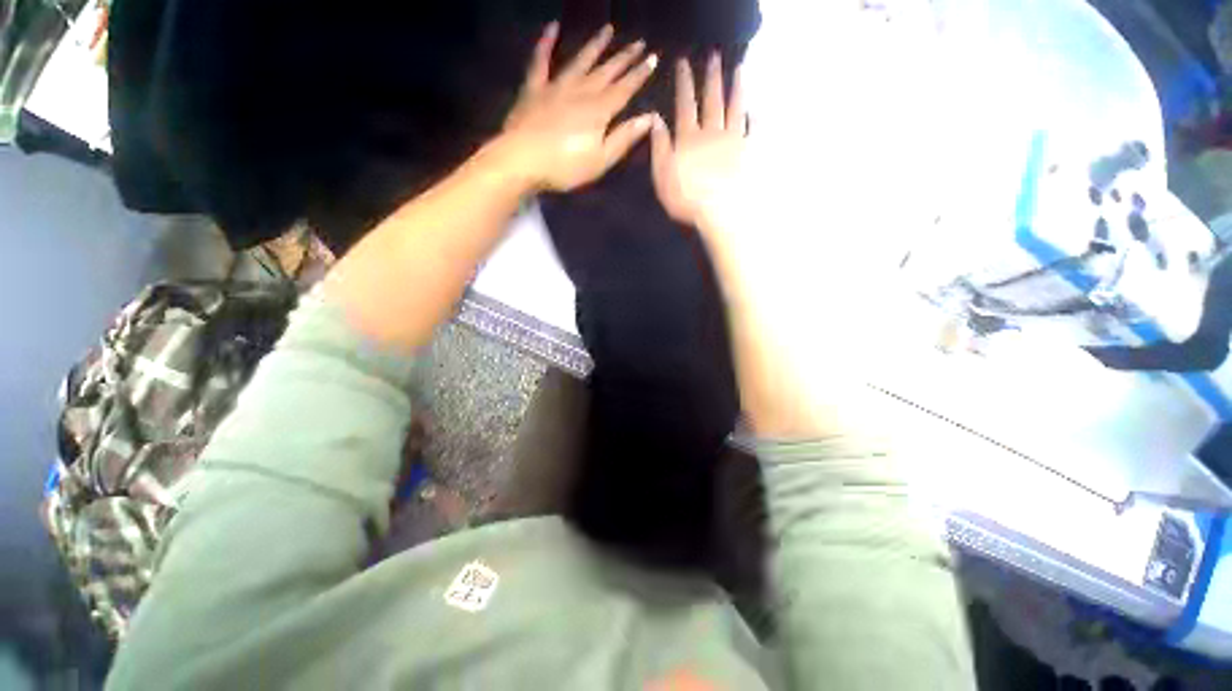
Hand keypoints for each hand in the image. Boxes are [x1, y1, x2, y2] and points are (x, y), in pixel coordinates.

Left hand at [501, 23, 658, 191]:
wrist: (522, 160)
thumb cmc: (565, 167)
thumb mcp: (600, 160)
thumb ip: (623, 139)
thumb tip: (648, 119)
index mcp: (599, 111)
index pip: (624, 89)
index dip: (639, 74)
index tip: (653, 59)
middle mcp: (581, 91)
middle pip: (606, 71)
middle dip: (624, 58)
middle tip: (639, 42)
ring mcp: (556, 87)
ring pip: (580, 61)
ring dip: (595, 46)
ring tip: (608, 30)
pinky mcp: (534, 89)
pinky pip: (540, 61)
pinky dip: (546, 43)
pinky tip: (552, 27)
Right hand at [650, 53, 747, 229]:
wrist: (717, 213)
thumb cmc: (685, 198)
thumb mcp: (662, 175)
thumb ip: (659, 146)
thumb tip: (656, 119)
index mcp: (689, 138)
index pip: (685, 104)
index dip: (684, 83)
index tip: (684, 63)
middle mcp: (712, 133)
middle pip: (712, 100)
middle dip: (711, 77)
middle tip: (714, 56)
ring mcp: (733, 141)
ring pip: (735, 108)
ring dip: (736, 88)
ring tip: (739, 69)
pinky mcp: (748, 153)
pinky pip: (752, 131)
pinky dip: (754, 118)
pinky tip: (755, 110)